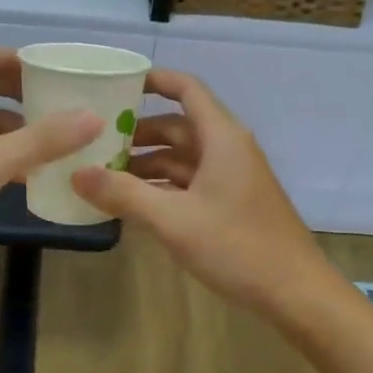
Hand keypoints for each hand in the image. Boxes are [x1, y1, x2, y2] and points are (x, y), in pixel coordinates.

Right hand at [72, 69, 333, 315]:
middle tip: (93, 143)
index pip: (186, 89)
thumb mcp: (173, 220)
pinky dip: (162, 187)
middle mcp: (227, 148)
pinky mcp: (231, 203)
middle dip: (137, 133)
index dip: (153, 80)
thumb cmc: (237, 246)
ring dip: (146, 164)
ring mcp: (231, 177)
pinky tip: (133, 204)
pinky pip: (190, 182)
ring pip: (182, 158)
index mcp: (221, 137)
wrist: (295, 292)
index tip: (116, 85)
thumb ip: (123, 194)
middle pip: (177, 126)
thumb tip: (76, 173)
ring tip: (103, 177)